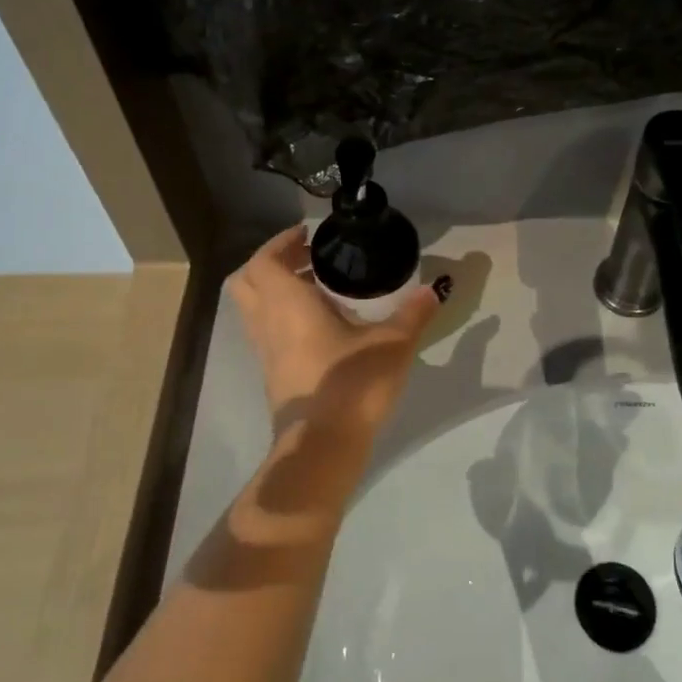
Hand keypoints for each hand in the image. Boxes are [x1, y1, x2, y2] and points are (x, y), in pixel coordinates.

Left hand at [229, 226, 443, 446]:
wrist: (321, 446)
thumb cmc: (351, 383)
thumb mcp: (392, 344)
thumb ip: (413, 314)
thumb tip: (434, 289)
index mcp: (287, 304)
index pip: (263, 260)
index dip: (280, 242)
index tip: (308, 235)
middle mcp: (267, 323)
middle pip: (247, 281)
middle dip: (272, 264)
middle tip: (309, 259)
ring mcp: (265, 352)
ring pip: (254, 309)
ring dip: (277, 292)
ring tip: (319, 288)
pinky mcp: (273, 376)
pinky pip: (267, 333)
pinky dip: (284, 319)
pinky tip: (323, 327)